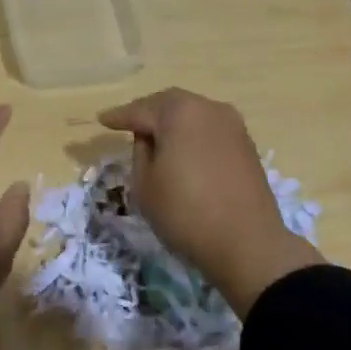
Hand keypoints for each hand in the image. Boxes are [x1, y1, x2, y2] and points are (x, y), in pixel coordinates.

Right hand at [96, 88, 322, 315]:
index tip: (101, 120)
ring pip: (192, 115)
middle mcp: (208, 108)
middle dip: (147, 113)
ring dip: (172, 124)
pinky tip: (183, 151)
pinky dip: (192, 136)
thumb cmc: (186, 213)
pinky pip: (209, 130)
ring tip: (155, 138)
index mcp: (179, 111)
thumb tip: (150, 138)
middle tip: (128, 124)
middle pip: (169, 104)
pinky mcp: (246, 145)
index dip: (118, 117)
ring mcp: (232, 125)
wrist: (249, 245)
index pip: (140, 110)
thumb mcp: (145, 185)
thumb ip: (140, 152)